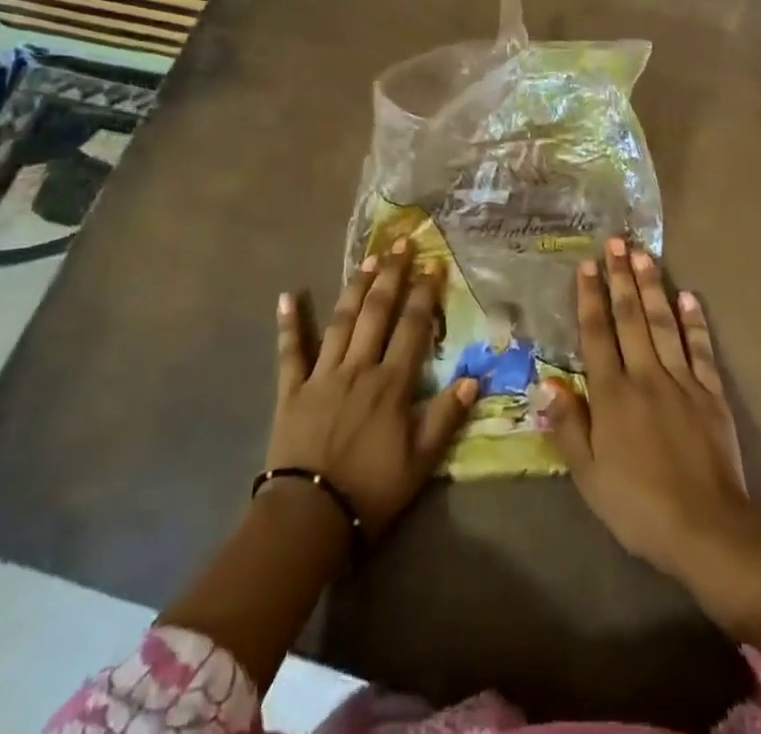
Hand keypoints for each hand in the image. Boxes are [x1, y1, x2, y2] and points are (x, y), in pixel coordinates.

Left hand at [268, 241, 477, 537]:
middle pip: (377, 312)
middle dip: (392, 275)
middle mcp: (359, 368)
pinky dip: (289, 323)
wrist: (309, 518)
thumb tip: (473, 377)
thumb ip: (446, 417)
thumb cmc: (371, 491)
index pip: (413, 328)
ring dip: (356, 287)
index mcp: (391, 384)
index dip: (424, 294)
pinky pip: (291, 351)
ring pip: (341, 321)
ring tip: (369, 258)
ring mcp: (323, 375)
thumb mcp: (421, 462)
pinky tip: (287, 295)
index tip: (434, 264)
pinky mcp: (293, 390)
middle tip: (401, 243)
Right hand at [541, 239, 760, 666]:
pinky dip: (694, 321)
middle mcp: (645, 375)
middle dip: (621, 277)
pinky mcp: (711, 393)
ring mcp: (682, 381)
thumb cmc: (638, 505)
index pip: (597, 334)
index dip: (590, 298)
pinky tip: (689, 297)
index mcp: (612, 394)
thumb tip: (543, 382)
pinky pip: (701, 349)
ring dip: (652, 287)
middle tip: (616, 241)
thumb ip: (567, 424)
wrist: (707, 530)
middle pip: (630, 317)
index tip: (587, 265)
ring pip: (663, 323)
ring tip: (643, 254)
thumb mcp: (589, 475)